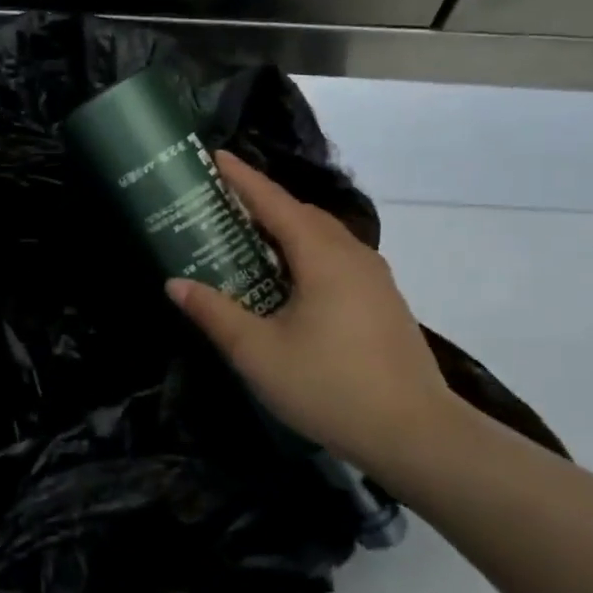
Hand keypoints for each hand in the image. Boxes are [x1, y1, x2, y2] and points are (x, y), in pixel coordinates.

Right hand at [167, 152, 457, 468]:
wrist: (416, 435)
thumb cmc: (329, 387)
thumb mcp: (258, 352)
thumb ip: (214, 313)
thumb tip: (175, 283)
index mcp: (323, 257)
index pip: (275, 203)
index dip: (243, 179)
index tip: (216, 158)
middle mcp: (353, 257)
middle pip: (303, 215)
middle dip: (264, 203)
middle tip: (224, 206)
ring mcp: (375, 280)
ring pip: (324, 238)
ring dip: (288, 230)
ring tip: (252, 240)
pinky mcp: (384, 304)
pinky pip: (338, 260)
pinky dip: (307, 253)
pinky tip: (291, 282)